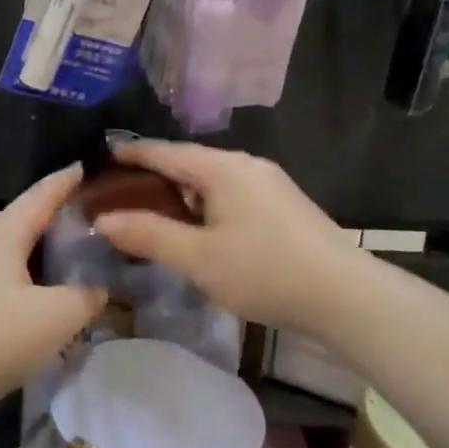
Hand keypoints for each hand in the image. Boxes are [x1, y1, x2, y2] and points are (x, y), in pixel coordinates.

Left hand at [0, 166, 105, 419]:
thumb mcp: (54, 317)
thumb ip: (86, 297)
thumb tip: (100, 287)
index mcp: (3, 233)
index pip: (41, 194)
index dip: (66, 180)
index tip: (87, 164)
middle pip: (25, 217)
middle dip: (56, 211)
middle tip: (91, 209)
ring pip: (13, 246)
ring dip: (42, 243)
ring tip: (72, 247)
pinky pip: (4, 272)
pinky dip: (29, 271)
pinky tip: (43, 289)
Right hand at [92, 141, 350, 338]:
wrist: (346, 295)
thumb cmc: (264, 271)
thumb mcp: (198, 258)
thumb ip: (148, 235)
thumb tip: (102, 220)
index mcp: (221, 167)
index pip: (165, 152)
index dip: (131, 154)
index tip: (103, 157)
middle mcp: (245, 164)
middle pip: (189, 162)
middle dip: (155, 175)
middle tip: (122, 193)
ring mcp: (269, 183)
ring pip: (212, 179)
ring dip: (182, 192)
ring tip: (155, 212)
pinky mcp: (284, 204)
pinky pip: (232, 192)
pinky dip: (206, 203)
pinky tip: (201, 228)